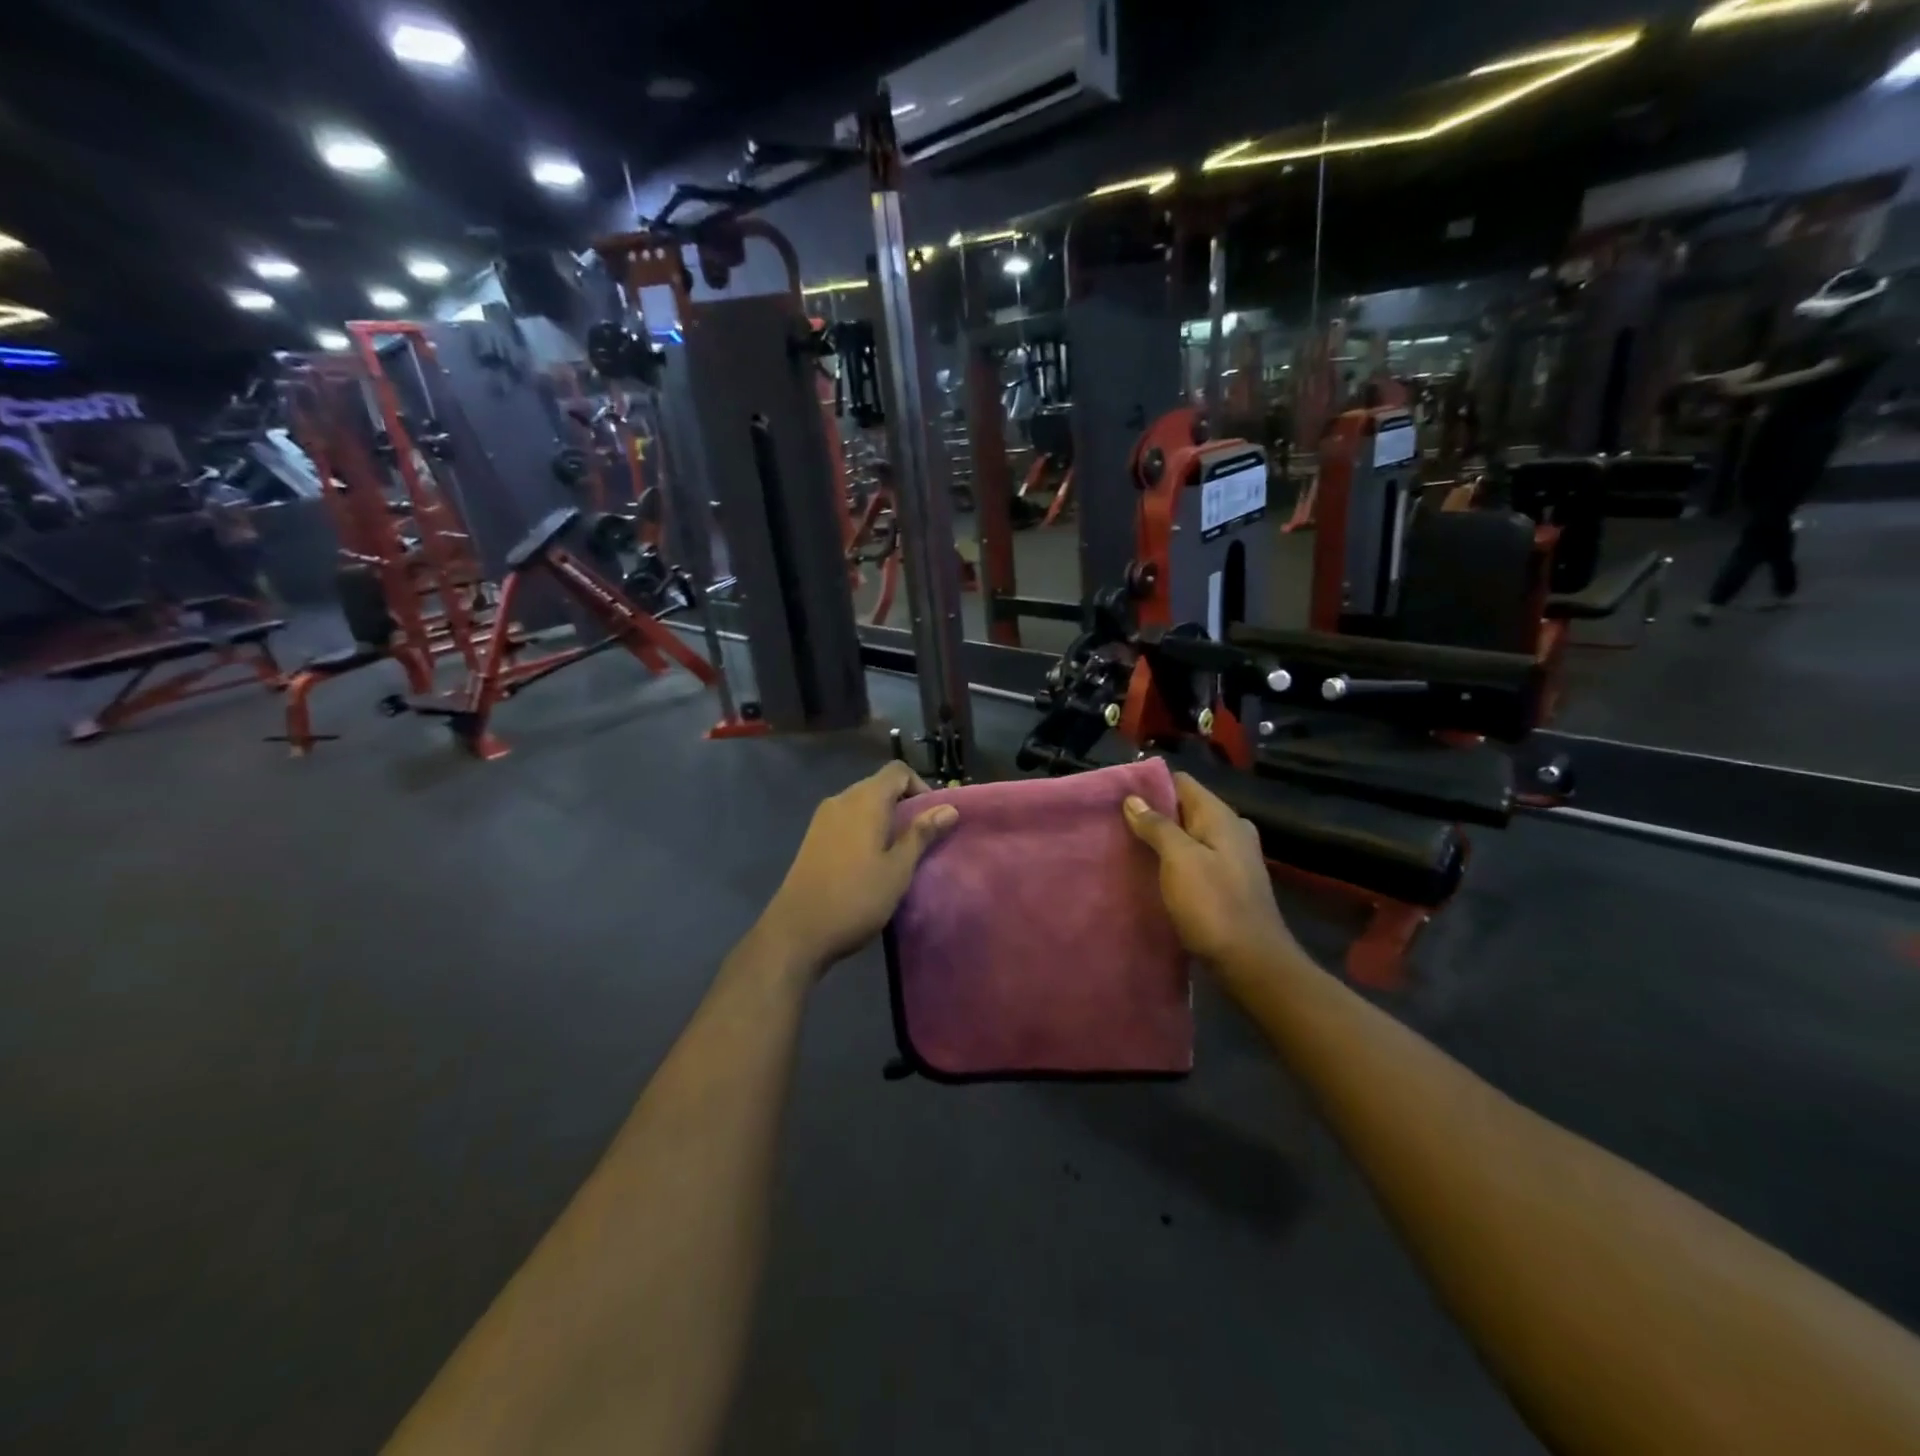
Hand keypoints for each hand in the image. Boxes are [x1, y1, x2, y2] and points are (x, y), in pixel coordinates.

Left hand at [761, 762, 958, 972]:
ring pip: (862, 804)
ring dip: (884, 819)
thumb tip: (949, 808)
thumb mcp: (898, 869)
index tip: (933, 818)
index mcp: (864, 800)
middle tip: (921, 838)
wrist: (797, 931)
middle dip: (904, 804)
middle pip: (879, 785)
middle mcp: (841, 799)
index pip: (898, 771)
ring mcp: (822, 818)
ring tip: (899, 852)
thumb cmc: (856, 898)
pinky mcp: (812, 838)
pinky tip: (870, 861)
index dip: (920, 786)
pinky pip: (846, 820)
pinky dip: (864, 829)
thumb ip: (922, 834)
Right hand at [1123, 772, 1297, 973]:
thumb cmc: (1214, 905)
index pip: (1182, 783)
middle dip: (1152, 813)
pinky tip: (1152, 874)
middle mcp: (1231, 831)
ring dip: (1161, 840)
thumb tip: (1133, 799)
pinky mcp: (1228, 884)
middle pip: (1185, 809)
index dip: (1150, 785)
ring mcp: (1232, 859)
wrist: (1253, 964)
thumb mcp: (1179, 860)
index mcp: (1221, 817)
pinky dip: (1173, 862)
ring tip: (1127, 847)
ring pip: (1189, 836)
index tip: (1118, 796)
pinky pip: (1195, 860)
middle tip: (1115, 824)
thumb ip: (1157, 826)